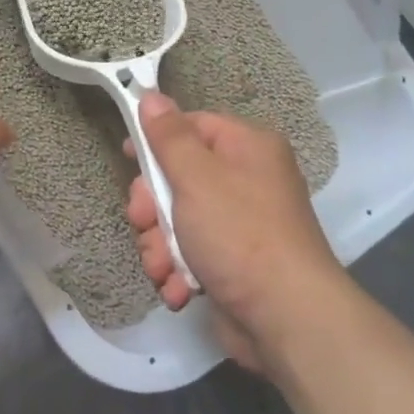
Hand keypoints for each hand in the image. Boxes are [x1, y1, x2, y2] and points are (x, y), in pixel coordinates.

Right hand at [124, 92, 349, 374]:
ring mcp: (239, 225)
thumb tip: (152, 95)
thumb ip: (169, 137)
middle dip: (153, 208)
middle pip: (177, 178)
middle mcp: (246, 180)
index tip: (128, 157)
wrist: (286, 318)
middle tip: (144, 224)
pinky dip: (179, 271)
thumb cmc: (239, 234)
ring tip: (165, 268)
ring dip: (160, 246)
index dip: (156, 140)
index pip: (192, 126)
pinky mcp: (232, 263)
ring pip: (176, 221)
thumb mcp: (196, 177)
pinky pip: (190, 254)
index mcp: (247, 148)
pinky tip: (180, 289)